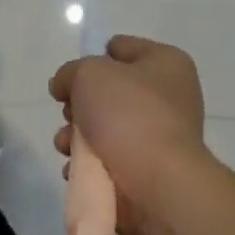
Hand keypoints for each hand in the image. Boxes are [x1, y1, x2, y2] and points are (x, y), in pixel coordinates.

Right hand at [49, 35, 208, 234]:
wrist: (157, 186)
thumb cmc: (128, 115)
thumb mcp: (88, 74)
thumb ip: (69, 72)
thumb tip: (65, 87)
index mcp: (166, 63)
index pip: (121, 48)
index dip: (93, 57)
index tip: (74, 77)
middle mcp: (168, 97)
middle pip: (110, 91)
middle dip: (81, 103)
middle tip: (70, 114)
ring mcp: (160, 137)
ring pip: (105, 128)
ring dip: (78, 137)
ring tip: (66, 146)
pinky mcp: (148, 172)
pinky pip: (109, 161)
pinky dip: (89, 166)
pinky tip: (76, 170)